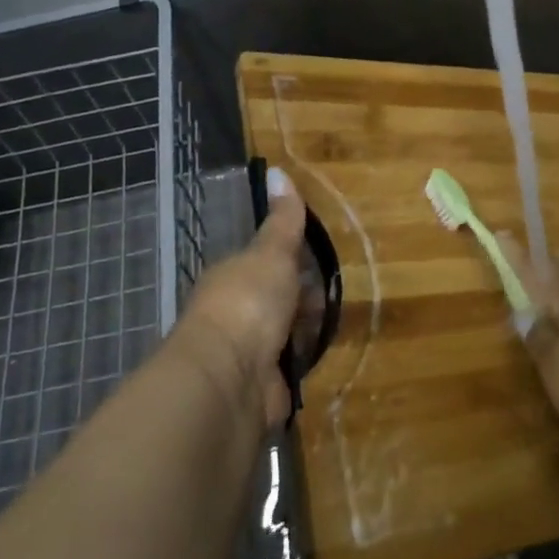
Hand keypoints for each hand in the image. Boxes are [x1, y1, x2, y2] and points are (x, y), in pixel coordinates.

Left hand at [170, 168, 305, 427]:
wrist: (229, 378)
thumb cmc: (248, 303)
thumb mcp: (272, 252)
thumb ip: (282, 220)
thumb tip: (277, 170)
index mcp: (232, 278)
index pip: (265, 265)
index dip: (292, 263)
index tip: (316, 264)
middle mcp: (235, 314)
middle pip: (276, 301)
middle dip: (303, 301)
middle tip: (329, 298)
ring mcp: (246, 354)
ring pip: (283, 335)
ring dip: (303, 333)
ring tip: (329, 327)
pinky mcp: (261, 389)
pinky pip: (288, 370)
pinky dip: (301, 364)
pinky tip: (318, 359)